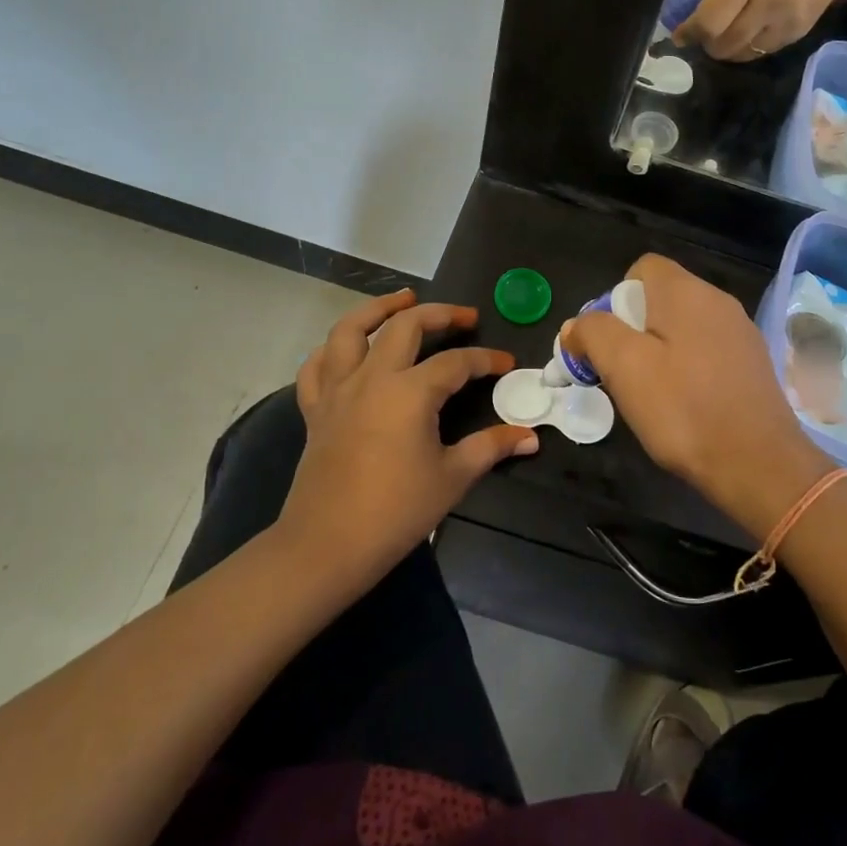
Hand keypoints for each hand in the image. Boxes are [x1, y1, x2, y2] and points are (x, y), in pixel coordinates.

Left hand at [279, 289, 536, 593]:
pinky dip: (331, 350)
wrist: (327, 546)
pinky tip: (346, 349)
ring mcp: (338, 391)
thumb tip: (530, 437)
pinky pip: (316, 367)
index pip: (456, 362)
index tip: (507, 363)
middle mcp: (372, 378)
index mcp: (410, 392)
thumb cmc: (396, 511)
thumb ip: (491, 448)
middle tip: (464, 316)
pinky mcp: (316, 410)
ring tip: (401, 300)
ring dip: (377, 309)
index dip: (485, 359)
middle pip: (405, 326)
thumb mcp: (453, 477)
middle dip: (439, 314)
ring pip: (349, 330)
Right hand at [562, 256, 834, 538]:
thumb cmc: (683, 410)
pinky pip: (707, 351)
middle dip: (632, 329)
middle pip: (661, 298)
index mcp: (686, 292)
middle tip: (621, 373)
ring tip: (651, 394)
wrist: (758, 465)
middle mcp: (718, 301)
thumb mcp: (624, 367)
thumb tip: (577, 325)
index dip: (614, 298)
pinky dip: (688, 368)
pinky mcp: (754, 363)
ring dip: (659, 351)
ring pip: (684, 327)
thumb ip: (594, 333)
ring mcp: (741, 332)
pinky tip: (686, 405)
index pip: (642, 267)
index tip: (607, 341)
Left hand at [672, 0, 846, 61]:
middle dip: (703, 41)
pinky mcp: (797, 34)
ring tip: (720, 29)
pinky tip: (743, 27)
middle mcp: (769, 1)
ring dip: (722, 47)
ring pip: (739, 54)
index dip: (689, 31)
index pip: (710, 20)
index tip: (679, 31)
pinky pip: (758, 52)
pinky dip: (743, 46)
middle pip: (721, 44)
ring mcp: (786, 21)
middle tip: (699, 29)